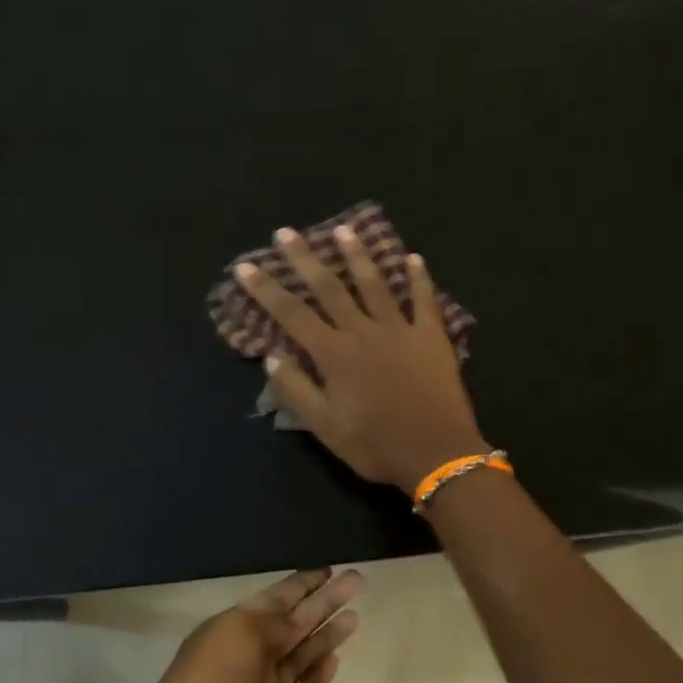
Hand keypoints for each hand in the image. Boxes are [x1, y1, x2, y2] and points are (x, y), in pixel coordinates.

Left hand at [128, 568, 362, 682]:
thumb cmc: (213, 679)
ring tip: (356, 615)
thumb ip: (275, 622)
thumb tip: (299, 620)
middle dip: (324, 600)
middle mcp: (252, 652)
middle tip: (357, 580)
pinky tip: (337, 658)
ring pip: (303, 654)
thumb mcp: (241, 632)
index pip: (276, 598)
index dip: (302, 583)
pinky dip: (319, 675)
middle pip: (295, 621)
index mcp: (235, 626)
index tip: (329, 568)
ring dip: (327, 634)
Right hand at [236, 226, 488, 491]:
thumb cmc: (375, 445)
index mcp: (334, 354)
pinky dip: (419, 279)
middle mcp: (363, 332)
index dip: (266, 289)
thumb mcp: (325, 428)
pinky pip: (424, 300)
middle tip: (286, 232)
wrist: (437, 453)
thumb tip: (271, 357)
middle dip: (304, 259)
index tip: (245, 266)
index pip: (291, 314)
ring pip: (375, 284)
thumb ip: (297, 390)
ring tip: (345, 229)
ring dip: (357, 256)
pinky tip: (414, 258)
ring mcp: (400, 330)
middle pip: (329, 288)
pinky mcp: (431, 337)